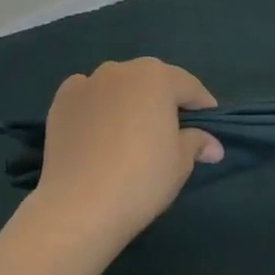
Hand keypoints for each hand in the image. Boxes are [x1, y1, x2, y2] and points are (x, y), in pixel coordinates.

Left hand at [28, 58, 223, 253]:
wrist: (80, 205)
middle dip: (163, 99)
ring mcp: (88, 83)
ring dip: (128, 99)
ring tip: (131, 129)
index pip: (189, 86)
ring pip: (117, 85)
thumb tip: (213, 146)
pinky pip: (87, 95)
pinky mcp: (61, 101)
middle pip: (151, 80)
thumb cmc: (142, 179)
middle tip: (171, 127)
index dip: (202, 105)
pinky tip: (97, 128)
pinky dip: (96, 104)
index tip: (209, 122)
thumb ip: (197, 143)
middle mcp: (121, 70)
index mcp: (157, 77)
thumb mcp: (180, 162)